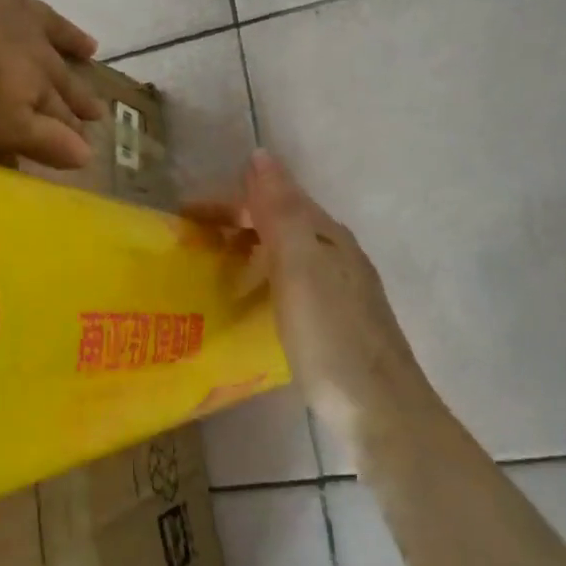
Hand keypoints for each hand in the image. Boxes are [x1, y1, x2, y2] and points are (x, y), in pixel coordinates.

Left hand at [0, 0, 104, 168]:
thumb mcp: (3, 121)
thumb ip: (43, 138)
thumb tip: (88, 158)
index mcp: (34, 79)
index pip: (59, 109)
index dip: (73, 124)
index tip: (93, 131)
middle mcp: (32, 41)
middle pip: (59, 69)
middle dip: (77, 90)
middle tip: (99, 106)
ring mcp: (12, 0)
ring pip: (48, 23)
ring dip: (68, 36)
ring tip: (92, 45)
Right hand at [192, 152, 433, 452]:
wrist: (382, 410)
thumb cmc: (331, 336)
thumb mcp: (299, 266)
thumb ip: (280, 210)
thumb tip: (261, 154)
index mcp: (326, 233)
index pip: (271, 197)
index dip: (228, 202)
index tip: (184, 217)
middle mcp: (337, 251)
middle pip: (280, 221)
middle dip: (236, 222)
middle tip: (193, 243)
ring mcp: (342, 287)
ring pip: (288, 251)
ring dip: (250, 248)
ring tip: (215, 269)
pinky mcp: (340, 320)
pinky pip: (293, 280)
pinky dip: (265, 277)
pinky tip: (255, 302)